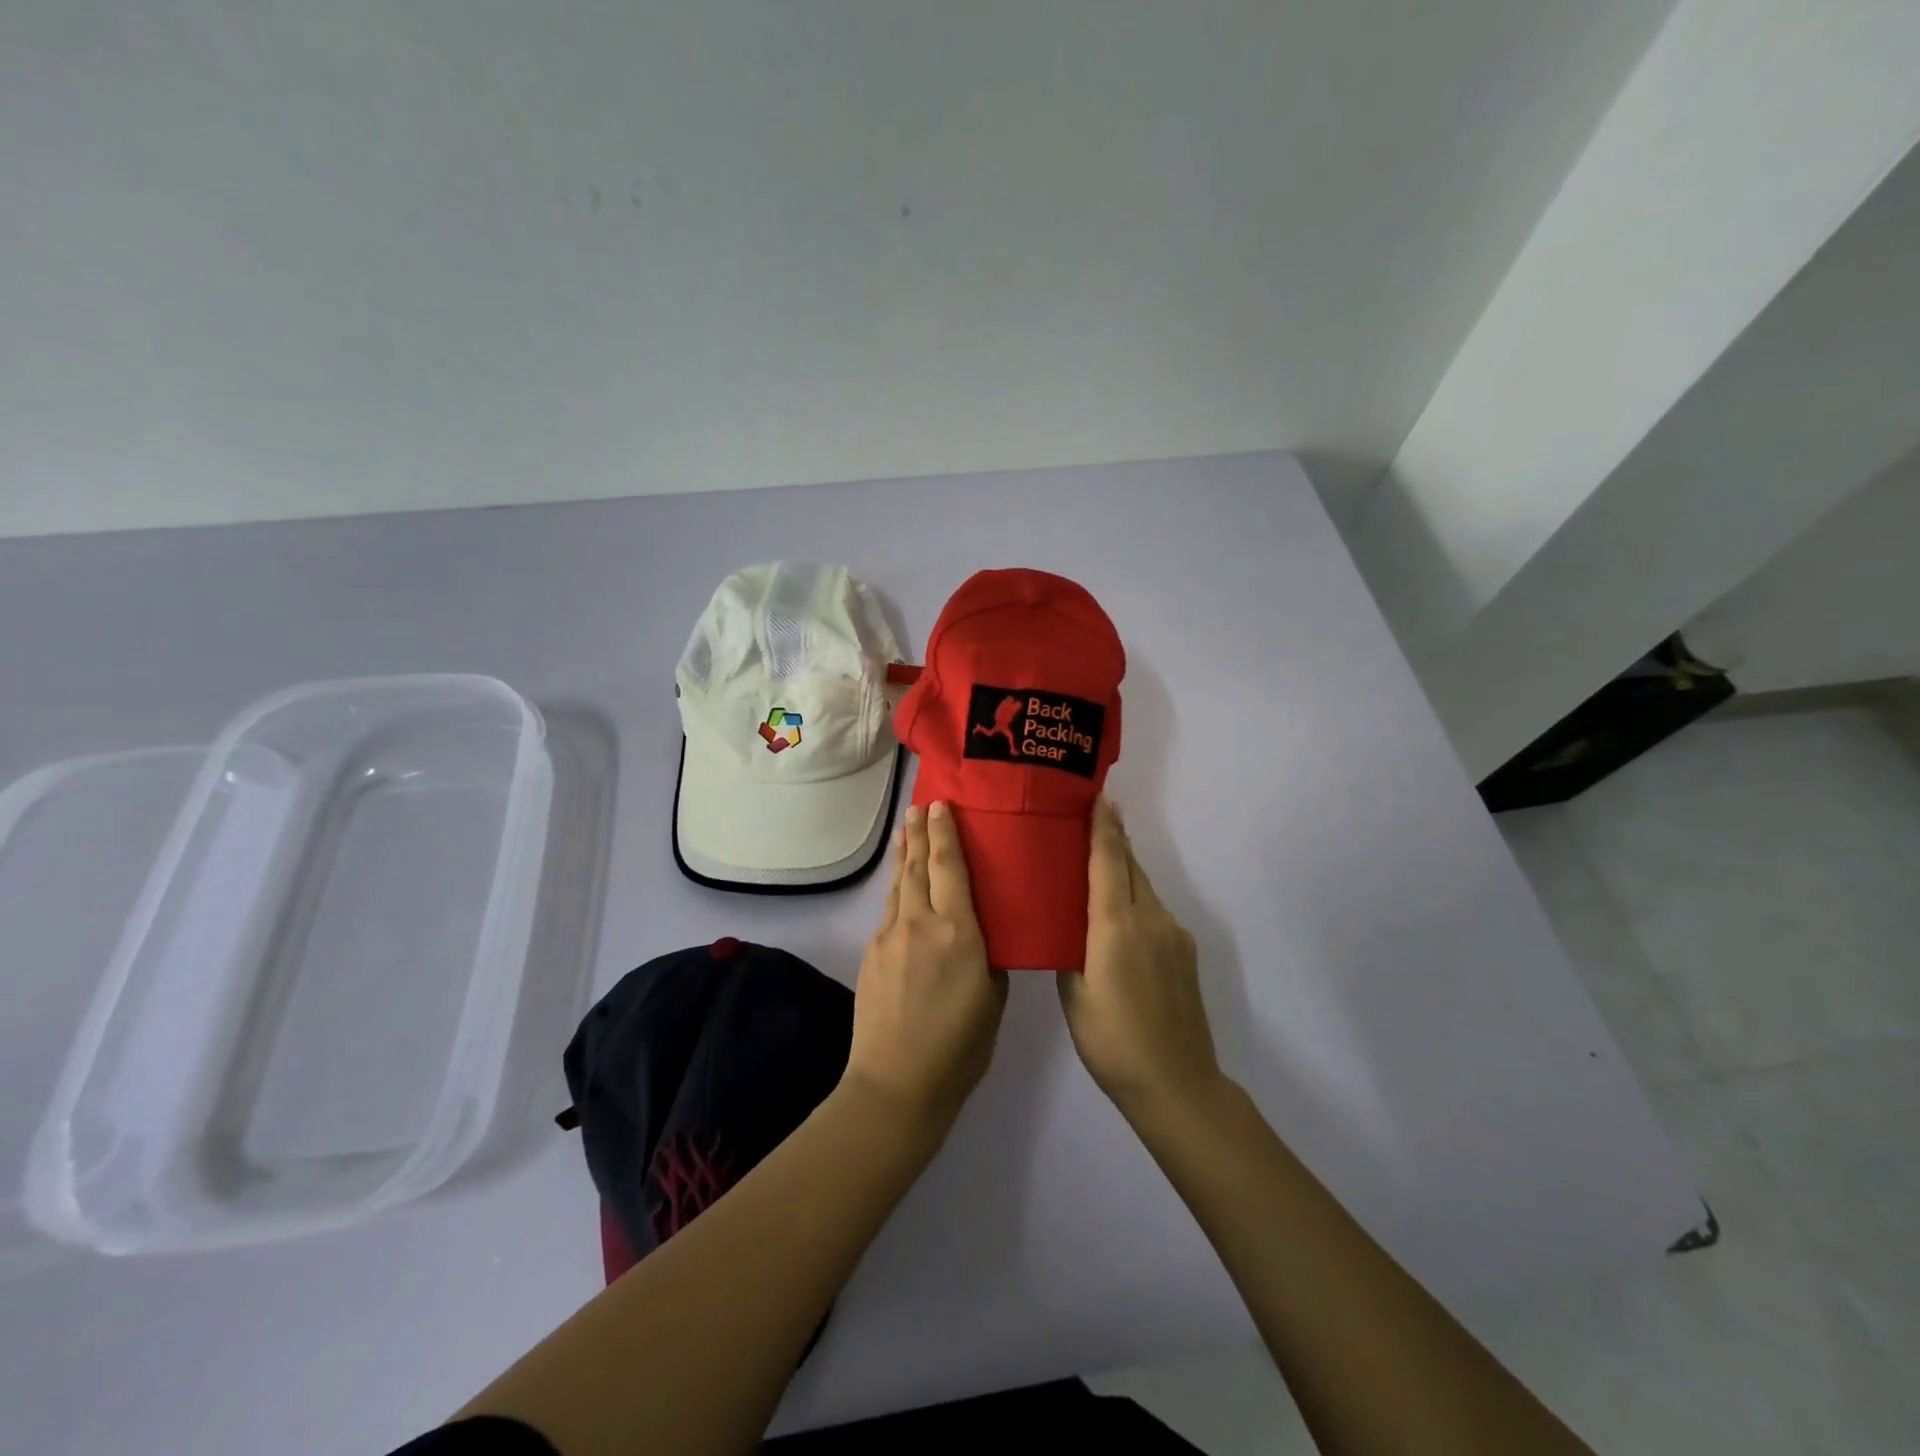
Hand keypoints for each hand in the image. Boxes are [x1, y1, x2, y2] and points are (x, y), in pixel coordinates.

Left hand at [845, 802, 1007, 1132]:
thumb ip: (988, 957)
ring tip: (908, 828)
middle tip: (921, 804)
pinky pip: (890, 908)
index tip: (941, 804)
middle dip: (921, 832)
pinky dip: (898, 886)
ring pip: (900, 884)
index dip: (945, 833)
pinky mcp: (872, 953)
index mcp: (958, 932)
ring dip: (906, 853)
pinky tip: (901, 884)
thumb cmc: (959, 1047)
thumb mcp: (992, 998)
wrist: (896, 1083)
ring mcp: (890, 936)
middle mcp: (920, 923)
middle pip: (920, 866)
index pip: (950, 867)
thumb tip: (979, 935)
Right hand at [1059, 797, 1221, 1119]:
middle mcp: (1150, 918)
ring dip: (1124, 870)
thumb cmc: (1111, 1040)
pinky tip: (1120, 917)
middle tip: (1090, 818)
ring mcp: (1173, 934)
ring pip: (1144, 888)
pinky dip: (1135, 899)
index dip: (1103, 826)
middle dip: (1113, 840)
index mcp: (1116, 925)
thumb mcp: (1074, 993)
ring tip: (1098, 864)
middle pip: (1130, 866)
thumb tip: (1066, 926)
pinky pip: (1154, 911)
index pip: (1109, 861)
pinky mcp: (1185, 952)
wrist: (1177, 1083)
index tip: (1099, 796)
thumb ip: (1070, 949)